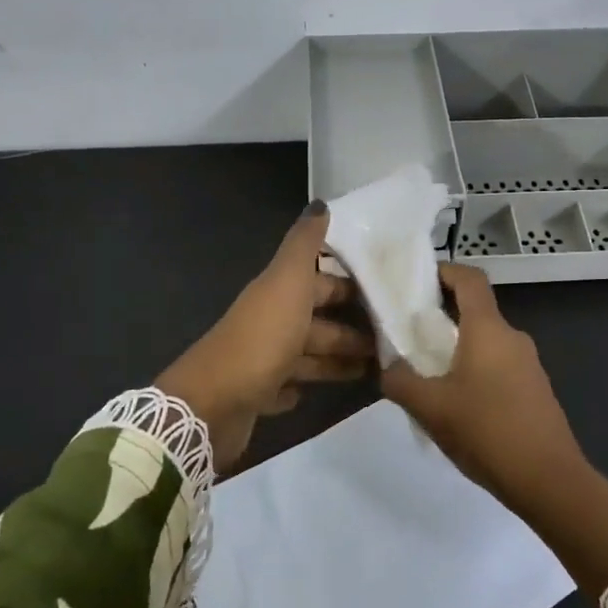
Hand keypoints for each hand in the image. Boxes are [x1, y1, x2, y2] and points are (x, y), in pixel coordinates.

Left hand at [155, 204, 372, 470]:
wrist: (213, 403)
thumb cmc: (261, 337)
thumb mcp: (288, 282)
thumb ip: (305, 245)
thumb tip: (321, 204)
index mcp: (279, 292)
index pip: (320, 280)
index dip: (351, 283)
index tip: (390, 289)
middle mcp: (271, 321)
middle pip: (317, 318)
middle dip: (353, 325)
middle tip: (395, 336)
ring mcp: (263, 359)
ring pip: (308, 353)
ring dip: (338, 357)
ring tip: (378, 368)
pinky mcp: (259, 395)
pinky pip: (287, 386)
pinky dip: (304, 385)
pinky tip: (324, 392)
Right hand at [383, 263, 607, 601]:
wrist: (549, 481)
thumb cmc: (487, 431)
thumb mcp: (429, 408)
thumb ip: (400, 381)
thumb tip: (388, 368)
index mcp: (488, 329)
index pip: (469, 278)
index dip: (443, 271)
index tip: (415, 282)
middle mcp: (512, 336)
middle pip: (475, 310)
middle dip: (442, 317)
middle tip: (409, 335)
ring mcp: (529, 363)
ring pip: (486, 341)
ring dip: (457, 348)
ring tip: (428, 375)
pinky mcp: (535, 389)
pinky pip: (499, 365)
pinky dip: (475, 370)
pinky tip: (458, 405)